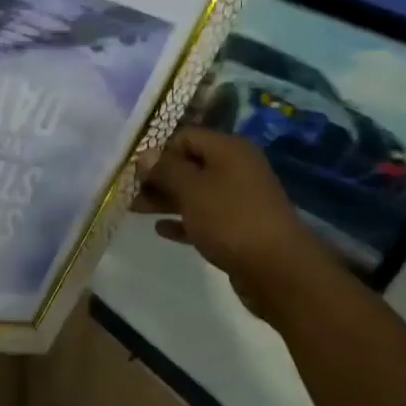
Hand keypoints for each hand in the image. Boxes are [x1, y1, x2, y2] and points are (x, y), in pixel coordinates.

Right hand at [133, 126, 334, 319]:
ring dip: (166, 199)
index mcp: (229, 149)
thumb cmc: (230, 219)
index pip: (185, 137)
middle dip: (158, 177)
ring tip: (135, 210)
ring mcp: (239, 199)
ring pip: (195, 192)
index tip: (132, 170)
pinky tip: (161, 230)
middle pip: (189, 165)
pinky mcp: (238, 227)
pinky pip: (204, 217)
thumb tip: (146, 154)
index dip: (158, 150)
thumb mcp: (192, 189)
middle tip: (129, 192)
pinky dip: (183, 221)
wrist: (277, 268)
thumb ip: (166, 170)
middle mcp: (236, 168)